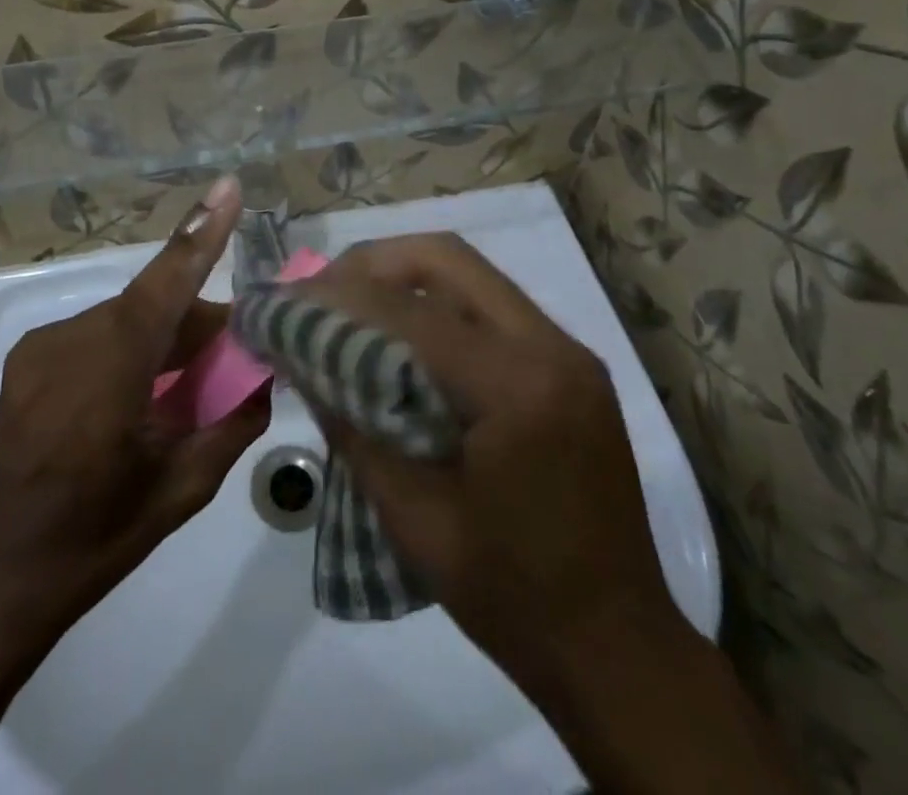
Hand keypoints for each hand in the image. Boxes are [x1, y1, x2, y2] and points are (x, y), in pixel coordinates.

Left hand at [0, 175, 270, 645]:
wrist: (2, 572)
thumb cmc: (100, 536)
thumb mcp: (183, 490)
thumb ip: (232, 424)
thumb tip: (264, 378)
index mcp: (110, 374)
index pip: (165, 288)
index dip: (200, 236)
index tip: (228, 187)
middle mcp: (71, 342)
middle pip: (151, 306)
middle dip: (195, 321)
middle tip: (234, 353)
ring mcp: (42, 346)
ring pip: (123, 319)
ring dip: (160, 337)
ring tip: (182, 384)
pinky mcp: (26, 356)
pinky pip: (95, 333)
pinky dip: (127, 347)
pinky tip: (133, 391)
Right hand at [305, 234, 677, 684]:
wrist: (619, 648)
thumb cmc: (512, 597)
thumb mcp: (415, 519)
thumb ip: (354, 427)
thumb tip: (304, 359)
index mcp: (518, 388)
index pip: (410, 312)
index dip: (339, 298)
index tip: (288, 302)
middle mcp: (550, 346)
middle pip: (447, 259)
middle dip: (374, 262)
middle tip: (322, 291)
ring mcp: (567, 349)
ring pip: (471, 272)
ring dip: (404, 275)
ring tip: (351, 303)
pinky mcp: (570, 363)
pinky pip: (490, 304)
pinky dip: (437, 302)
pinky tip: (402, 335)